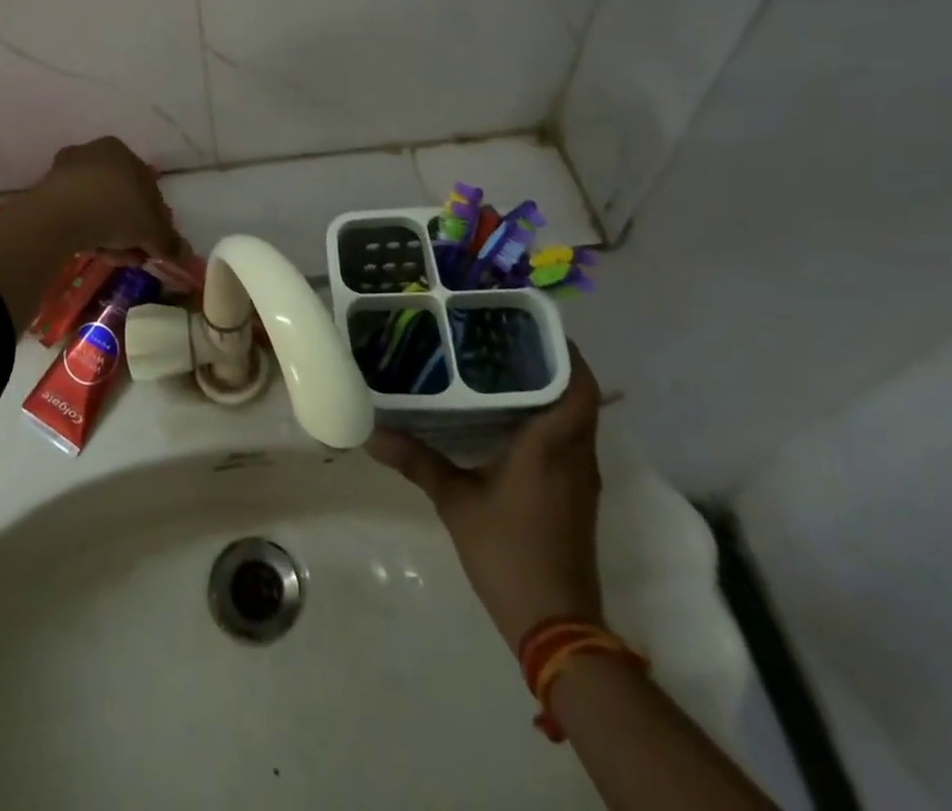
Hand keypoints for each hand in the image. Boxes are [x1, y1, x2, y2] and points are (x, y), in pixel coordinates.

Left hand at [30, 136, 185, 262]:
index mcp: (120, 150)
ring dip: (110, 234)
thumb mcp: (151, 229)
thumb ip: (168, 240)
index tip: (156, 242)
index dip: (156, 217)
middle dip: (131, 228)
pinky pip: (76, 215)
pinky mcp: (46, 194)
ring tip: (115, 257)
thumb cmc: (114, 209)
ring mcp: (66, 172)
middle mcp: (93, 153)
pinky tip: (93, 251)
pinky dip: (87, 232)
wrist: (59, 215)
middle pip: (121, 197)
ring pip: (98, 208)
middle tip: (137, 253)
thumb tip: (184, 254)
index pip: (147, 185)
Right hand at [368, 344, 604, 647]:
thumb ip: (417, 461)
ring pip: (574, 419)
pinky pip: (568, 441)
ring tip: (499, 367)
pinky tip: (507, 418)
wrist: (557, 625)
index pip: (578, 386)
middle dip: (547, 364)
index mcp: (552, 446)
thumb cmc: (508, 553)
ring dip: (548, 391)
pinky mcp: (577, 496)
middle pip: (577, 395)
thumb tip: (370, 433)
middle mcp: (576, 455)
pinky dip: (546, 419)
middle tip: (501, 338)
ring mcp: (581, 478)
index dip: (564, 352)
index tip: (528, 326)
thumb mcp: (455, 502)